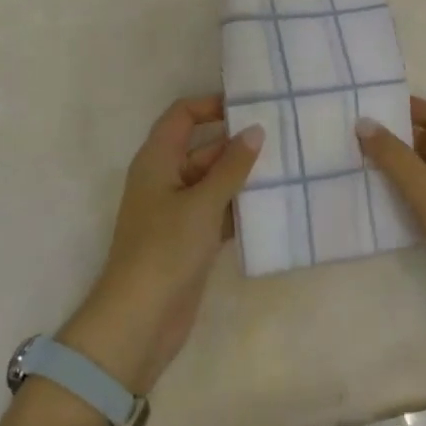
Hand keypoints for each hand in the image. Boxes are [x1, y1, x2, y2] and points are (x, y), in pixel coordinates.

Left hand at [60, 96, 263, 391]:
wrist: (139, 321)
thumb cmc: (165, 250)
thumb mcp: (202, 203)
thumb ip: (231, 166)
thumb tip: (255, 131)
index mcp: (156, 160)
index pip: (182, 116)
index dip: (211, 105)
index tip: (250, 105)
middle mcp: (164, 179)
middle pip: (201, 147)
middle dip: (236, 143)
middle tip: (282, 136)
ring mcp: (176, 211)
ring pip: (212, 181)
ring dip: (242, 176)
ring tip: (286, 166)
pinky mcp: (189, 239)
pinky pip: (217, 210)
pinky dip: (238, 207)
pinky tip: (272, 205)